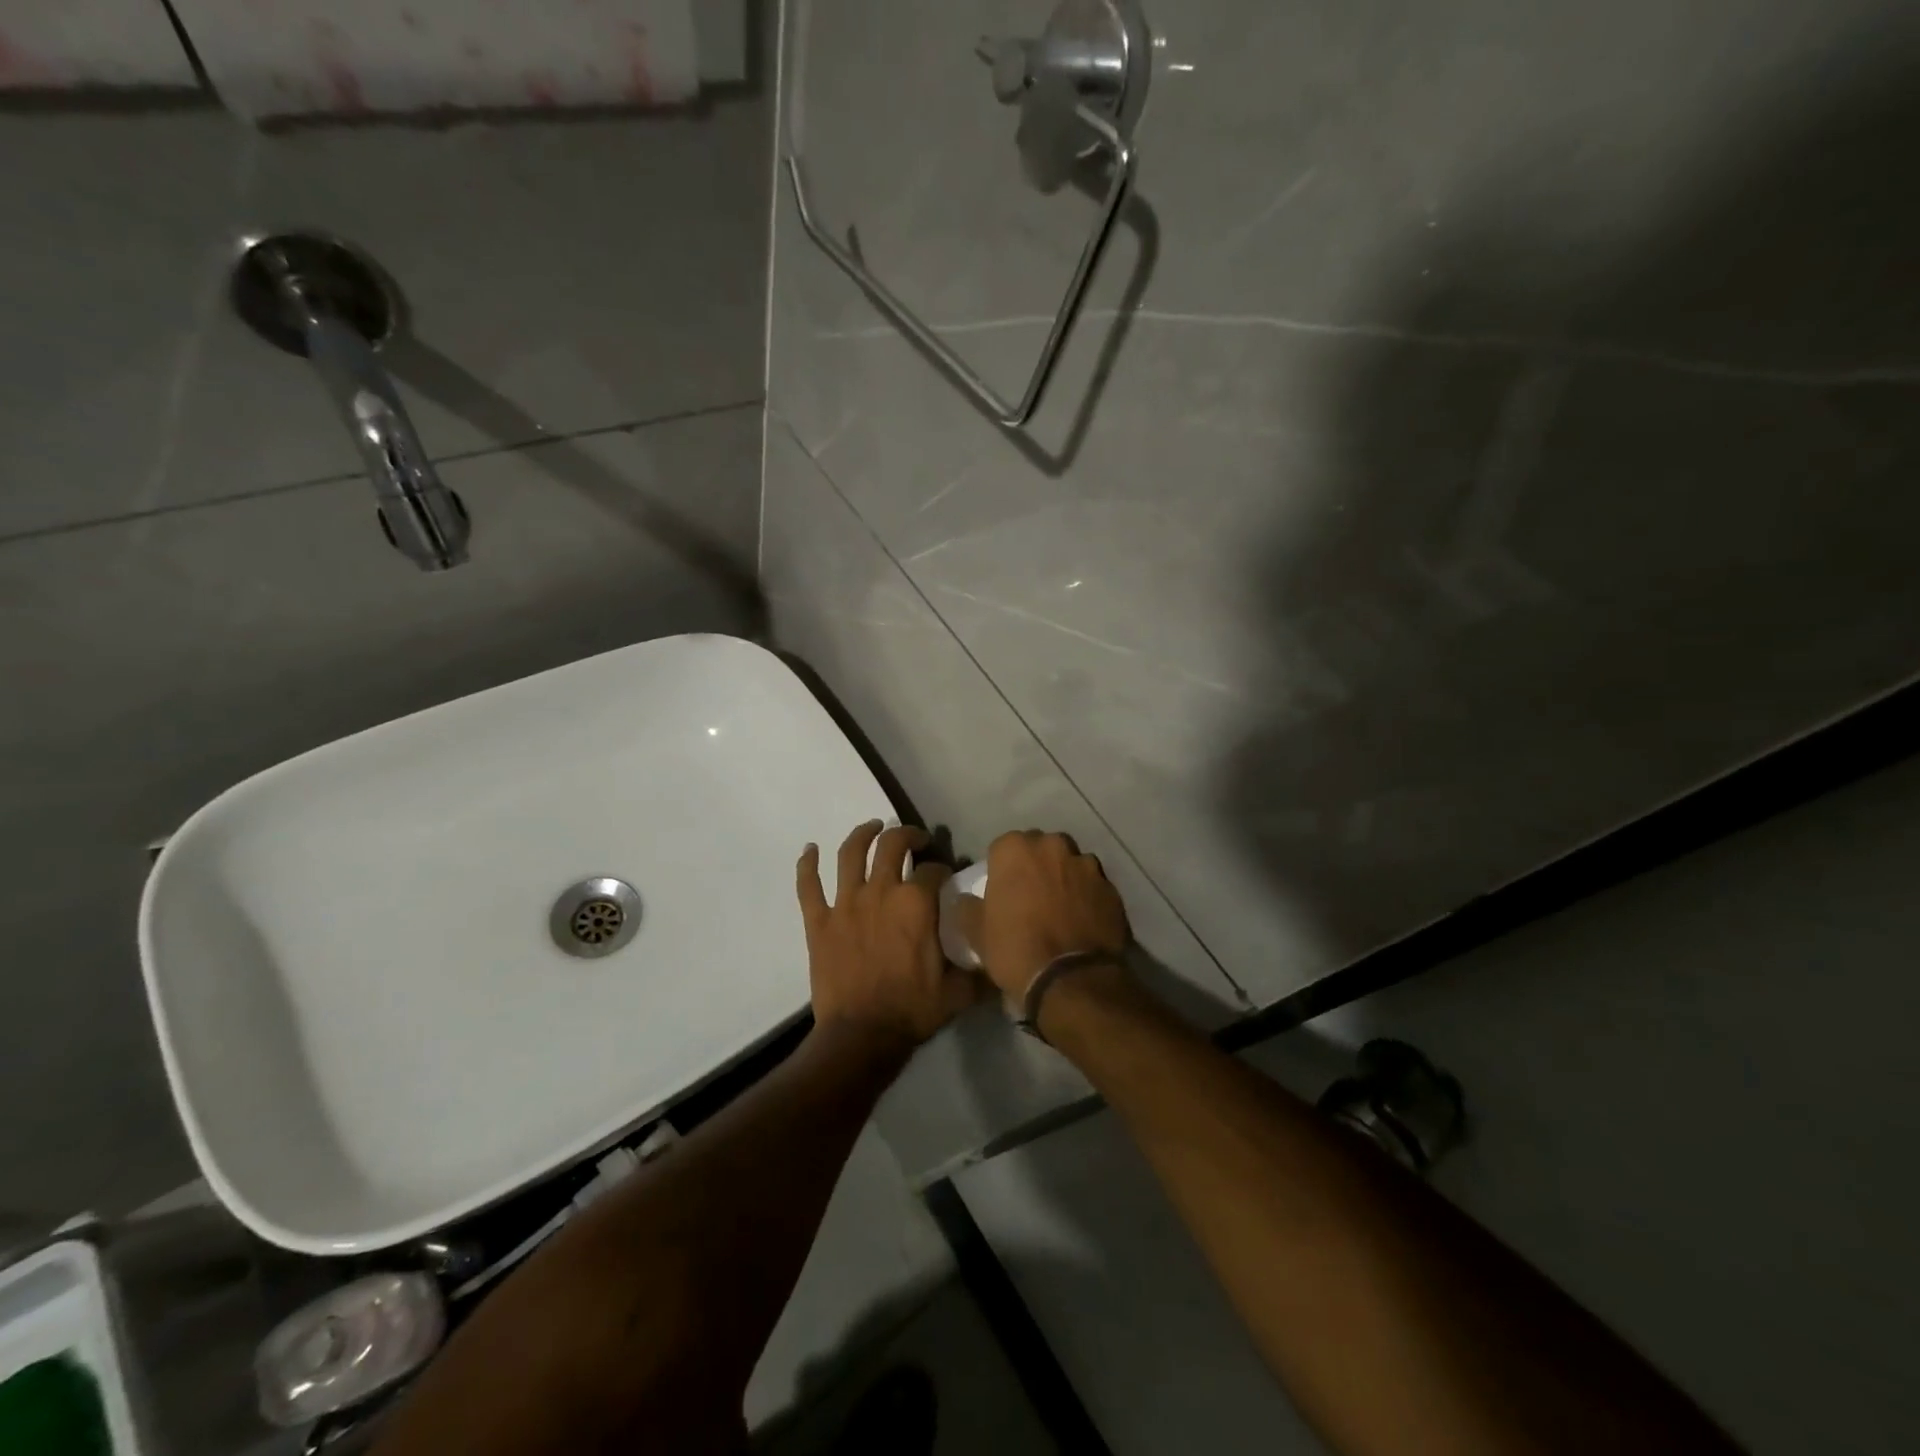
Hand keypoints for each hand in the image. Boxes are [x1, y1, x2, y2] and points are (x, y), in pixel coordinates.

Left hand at [797, 821, 983, 1053]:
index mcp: (916, 903)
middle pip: (891, 844)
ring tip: (872, 827)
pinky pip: (808, 885)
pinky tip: (809, 849)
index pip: (933, 869)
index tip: (946, 875)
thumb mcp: (959, 991)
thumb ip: (980, 969)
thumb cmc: (913, 1011)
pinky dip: (806, 864)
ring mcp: (845, 903)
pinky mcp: (819, 921)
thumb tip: (998, 956)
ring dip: (862, 834)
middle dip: (906, 835)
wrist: (861, 1037)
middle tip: (914, 840)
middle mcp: (881, 892)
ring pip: (850, 854)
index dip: (943, 868)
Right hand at [966, 830, 1131, 997]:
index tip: (1003, 891)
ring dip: (1064, 878)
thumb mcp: (976, 932)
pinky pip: (1093, 886)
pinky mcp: (1112, 888)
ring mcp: (1087, 865)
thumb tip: (966, 901)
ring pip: (1070, 864)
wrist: (1070, 979)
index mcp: (1016, 849)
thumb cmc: (1015, 948)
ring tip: (1060, 909)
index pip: (1003, 847)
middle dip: (1036, 866)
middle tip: (1030, 897)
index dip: (1002, 869)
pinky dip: (1087, 897)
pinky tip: (1081, 921)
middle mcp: (1053, 846)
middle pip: (1041, 849)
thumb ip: (968, 908)